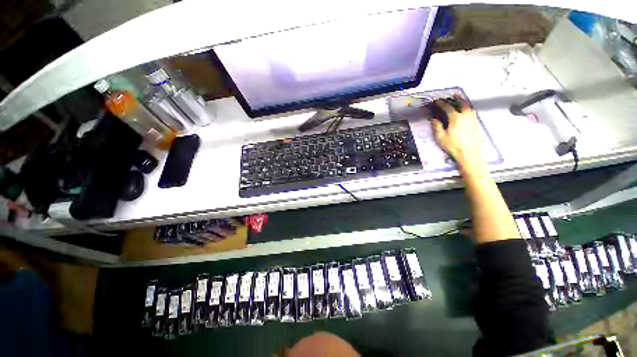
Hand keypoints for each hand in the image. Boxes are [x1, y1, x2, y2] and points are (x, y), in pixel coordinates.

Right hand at [430, 95, 483, 167]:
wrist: (469, 153)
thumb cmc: (453, 145)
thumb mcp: (440, 137)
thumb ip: (437, 126)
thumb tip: (434, 119)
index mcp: (455, 118)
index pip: (447, 107)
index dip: (441, 103)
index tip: (436, 101)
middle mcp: (465, 116)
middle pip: (462, 103)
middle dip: (457, 98)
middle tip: (453, 94)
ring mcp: (472, 119)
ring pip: (469, 107)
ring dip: (464, 102)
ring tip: (461, 101)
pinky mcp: (476, 124)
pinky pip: (472, 112)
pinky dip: (468, 108)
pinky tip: (466, 110)